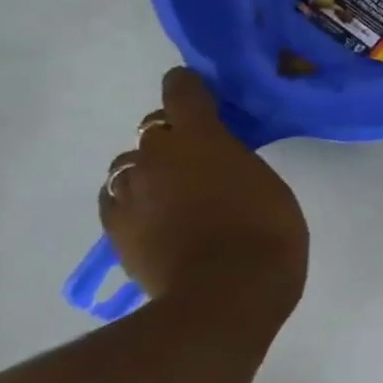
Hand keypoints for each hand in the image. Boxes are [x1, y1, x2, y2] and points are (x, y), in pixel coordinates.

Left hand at [99, 69, 308, 315]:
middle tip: (198, 157)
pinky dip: (135, 200)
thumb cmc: (267, 233)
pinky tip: (154, 216)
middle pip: (153, 130)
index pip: (182, 92)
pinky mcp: (115, 228)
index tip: (197, 91)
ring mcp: (129, 193)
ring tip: (173, 192)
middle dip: (172, 138)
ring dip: (150, 170)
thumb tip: (217, 164)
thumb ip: (235, 163)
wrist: (225, 294)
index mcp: (201, 138)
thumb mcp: (267, 185)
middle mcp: (155, 156)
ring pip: (129, 165)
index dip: (188, 87)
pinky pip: (118, 199)